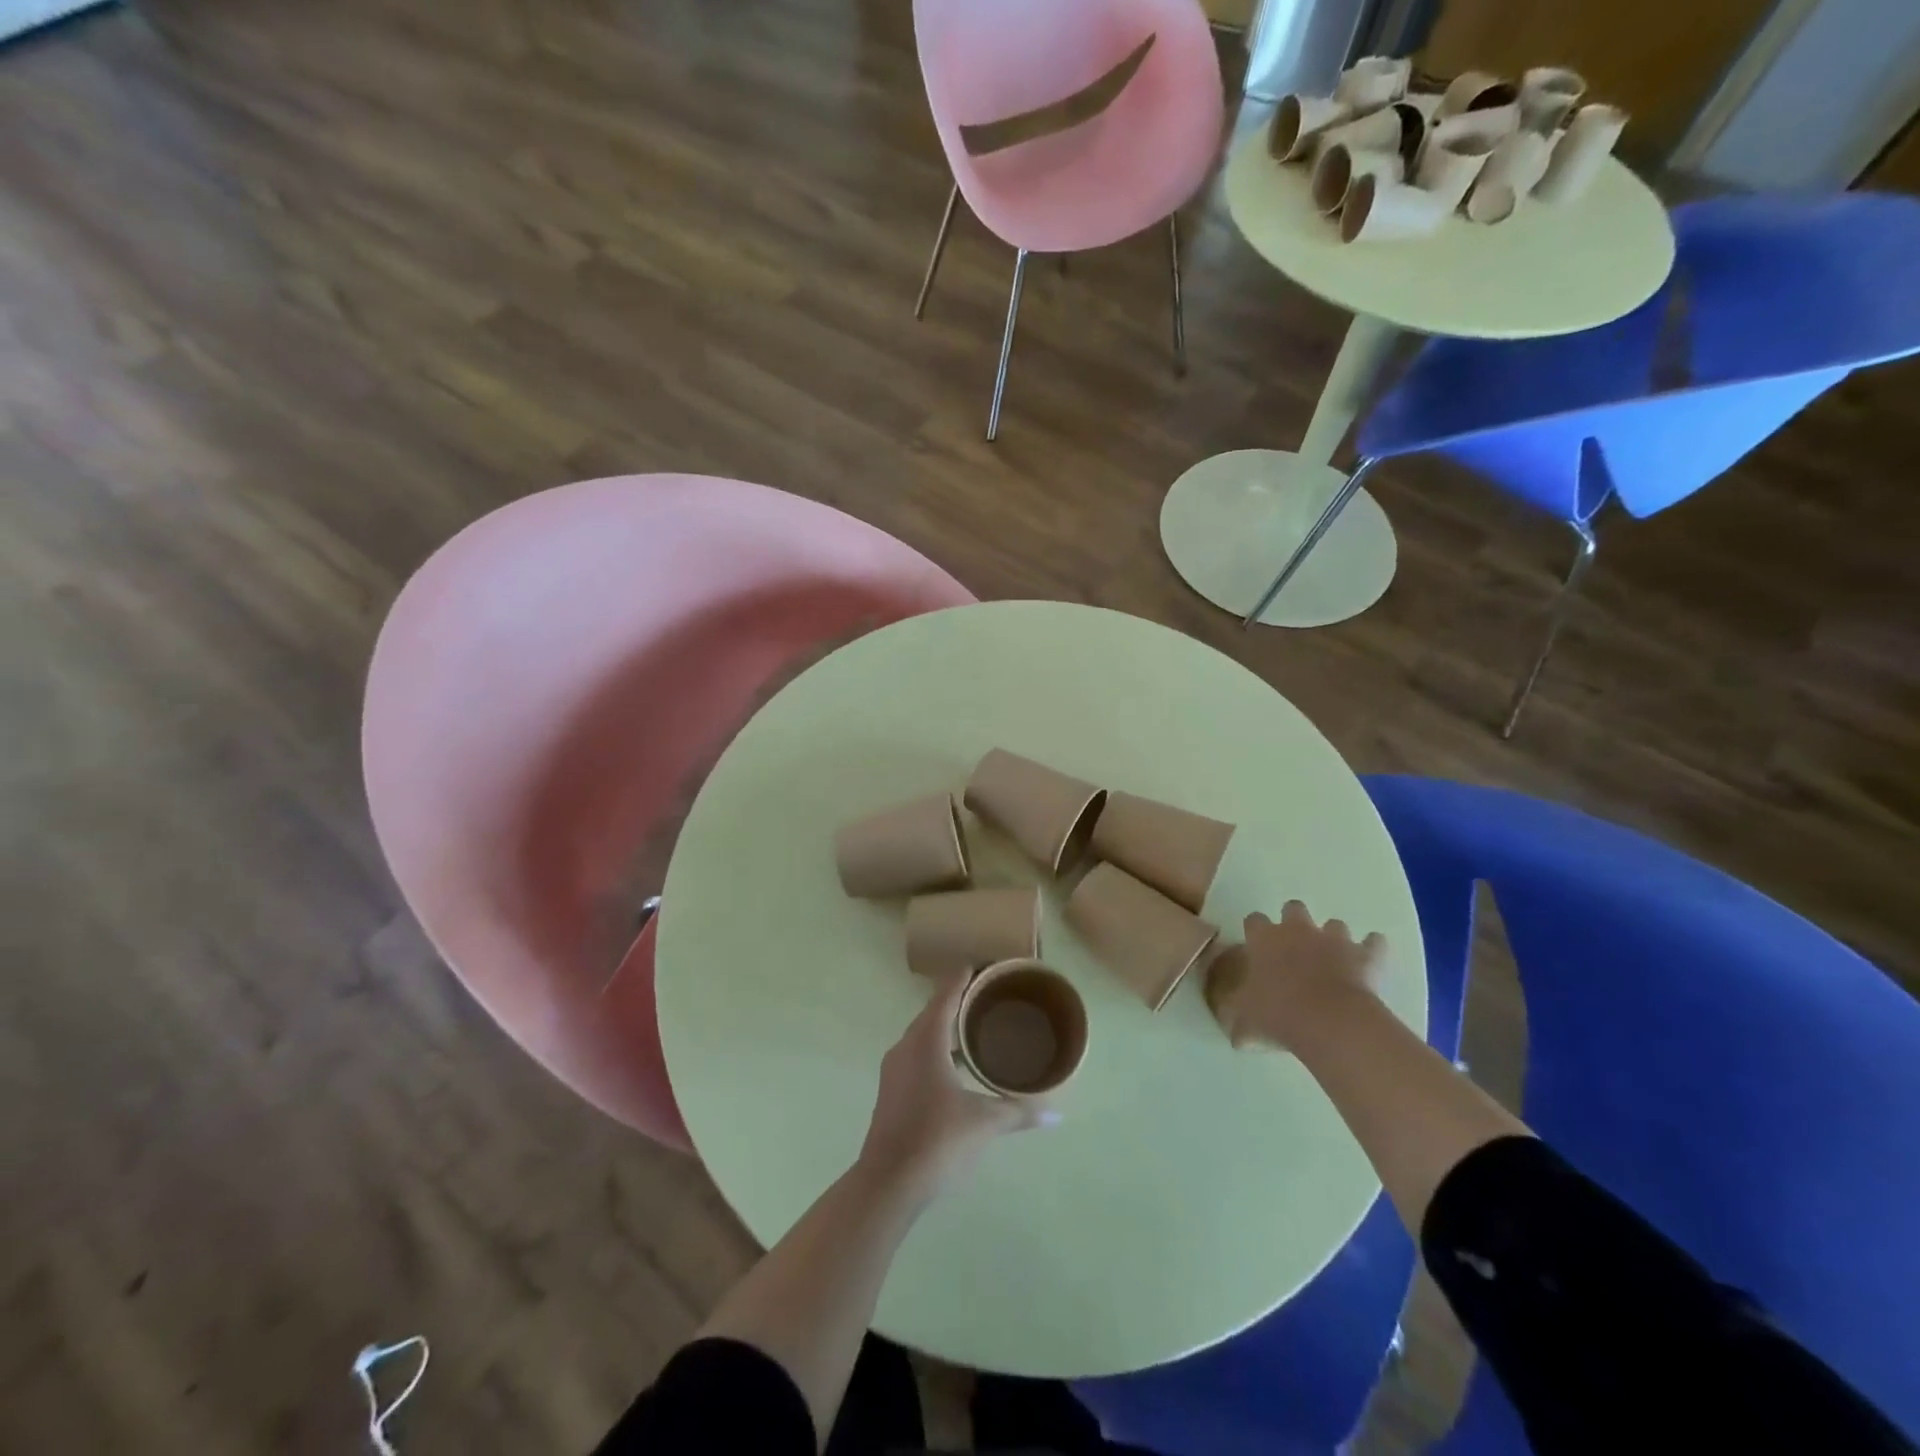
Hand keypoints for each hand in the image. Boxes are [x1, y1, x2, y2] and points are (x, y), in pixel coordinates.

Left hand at [858, 972, 1056, 1200]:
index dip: (962, 978)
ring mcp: (895, 1070)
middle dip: (957, 1003)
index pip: (945, 996)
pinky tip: (957, 1070)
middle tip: (988, 999)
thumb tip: (1055, 1114)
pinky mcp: (892, 1092)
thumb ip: (1018, 1113)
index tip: (980, 967)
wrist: (888, 1183)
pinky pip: (917, 1057)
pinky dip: (937, 1052)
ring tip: (976, 1032)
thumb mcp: (983, 1123)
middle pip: (933, 1013)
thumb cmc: (937, 1139)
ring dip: (946, 1031)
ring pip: (923, 1037)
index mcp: (926, 1041)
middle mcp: (906, 1047)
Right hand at [1207, 900, 1386, 1050]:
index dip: (1255, 932)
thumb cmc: (1279, 1015)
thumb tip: (1236, 1034)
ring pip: (1334, 924)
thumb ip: (1239, 1020)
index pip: (1253, 920)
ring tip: (1333, 960)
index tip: (1257, 948)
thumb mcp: (1247, 1022)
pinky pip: (1374, 943)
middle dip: (1295, 922)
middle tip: (1295, 949)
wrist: (1330, 1022)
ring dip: (1333, 938)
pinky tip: (1370, 962)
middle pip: (1294, 908)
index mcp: (1264, 939)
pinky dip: (1372, 949)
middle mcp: (1297, 930)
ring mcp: (1334, 939)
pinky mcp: (1365, 955)